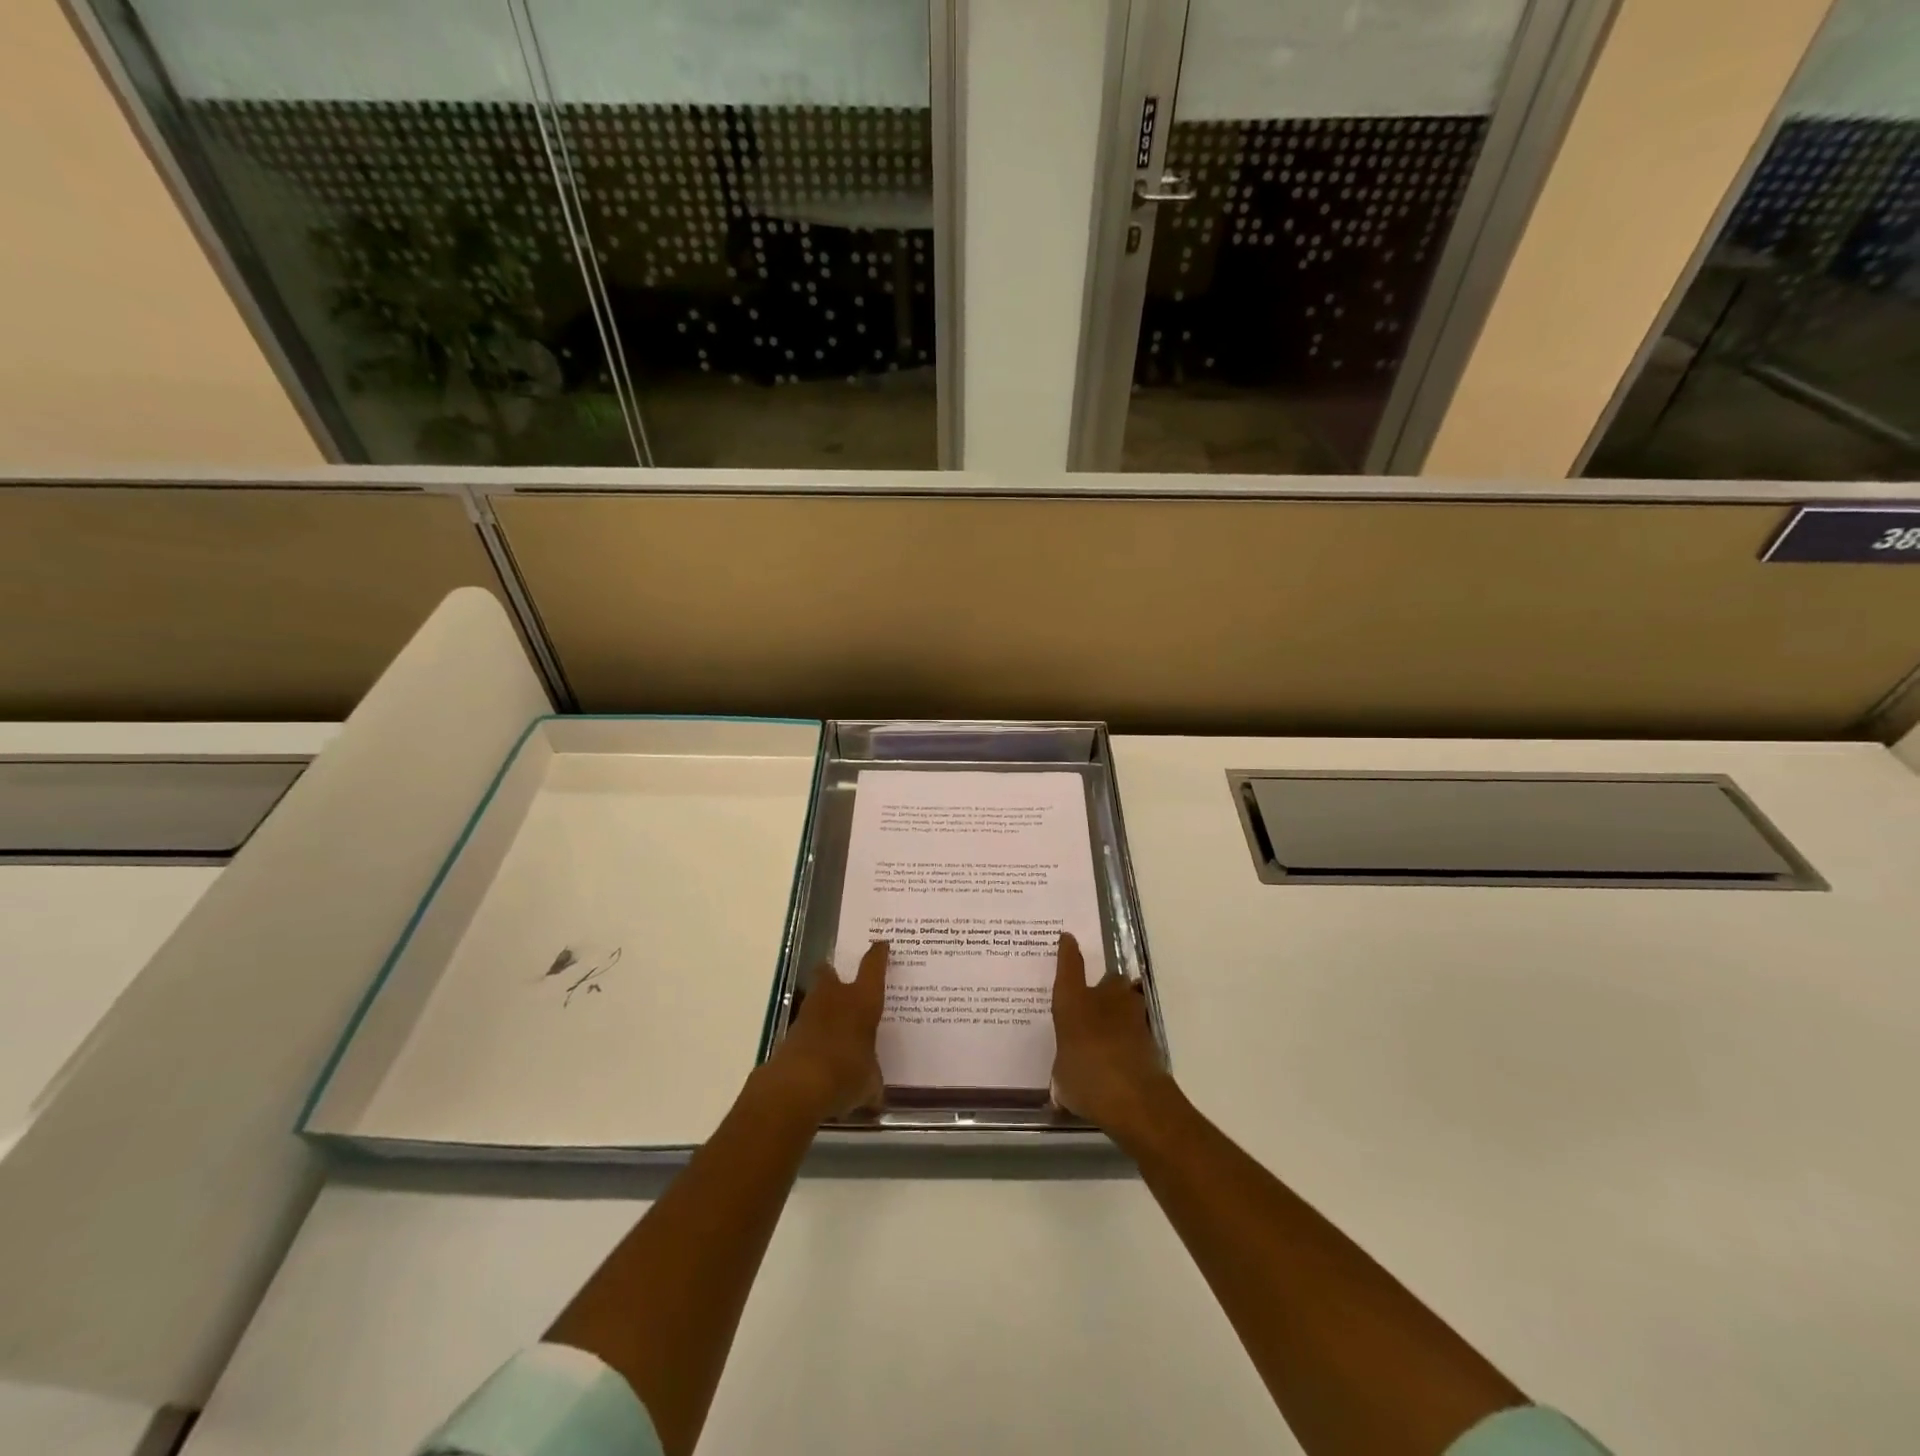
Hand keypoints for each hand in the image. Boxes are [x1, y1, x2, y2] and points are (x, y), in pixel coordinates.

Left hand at [770, 940, 888, 1118]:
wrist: (797, 1086)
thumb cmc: (846, 1073)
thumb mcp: (869, 1083)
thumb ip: (872, 1084)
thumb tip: (875, 1096)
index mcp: (862, 1001)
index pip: (873, 967)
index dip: (878, 955)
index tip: (880, 945)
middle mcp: (835, 998)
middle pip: (830, 972)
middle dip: (834, 973)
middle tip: (842, 979)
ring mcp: (808, 1014)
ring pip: (815, 997)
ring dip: (822, 1004)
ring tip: (833, 1019)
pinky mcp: (789, 1034)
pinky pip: (805, 1026)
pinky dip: (812, 1033)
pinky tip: (821, 1050)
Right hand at [1050, 932, 1176, 1138]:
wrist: (1136, 1099)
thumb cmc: (1087, 1081)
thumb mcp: (1062, 1077)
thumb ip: (1065, 1066)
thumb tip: (1068, 1073)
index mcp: (1073, 1003)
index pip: (1069, 968)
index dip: (1068, 952)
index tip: (1068, 939)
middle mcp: (1104, 1000)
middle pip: (1109, 979)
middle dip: (1104, 987)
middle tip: (1095, 1003)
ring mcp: (1132, 1015)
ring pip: (1128, 999)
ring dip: (1121, 1008)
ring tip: (1112, 1027)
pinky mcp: (1151, 1035)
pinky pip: (1137, 1025)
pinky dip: (1131, 1034)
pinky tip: (1123, 1052)